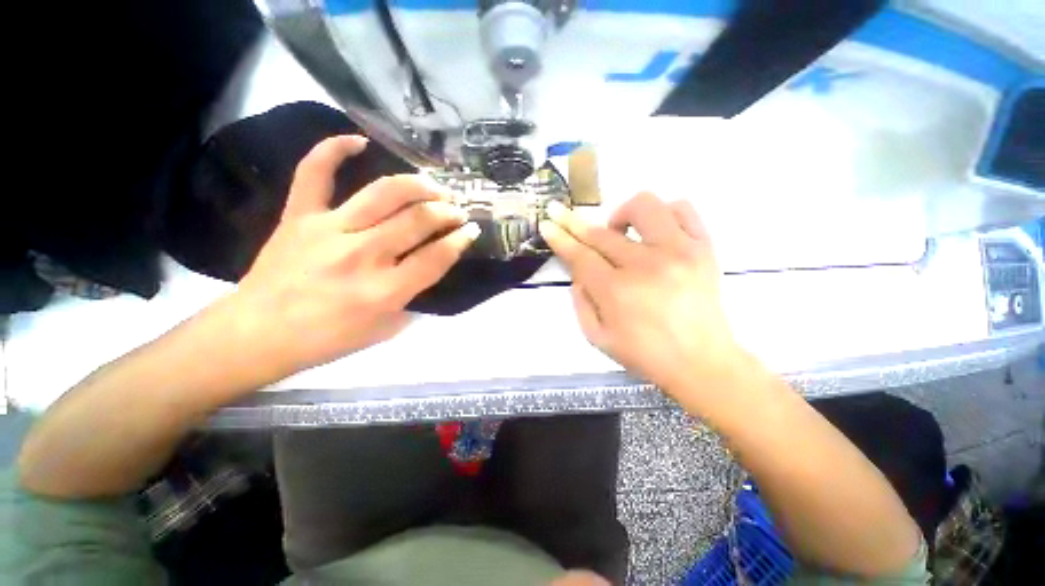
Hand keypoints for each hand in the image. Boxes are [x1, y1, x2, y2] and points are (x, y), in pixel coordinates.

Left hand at [227, 135, 479, 379]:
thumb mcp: (384, 330)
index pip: (437, 257)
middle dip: (447, 212)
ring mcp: (329, 230)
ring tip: (433, 185)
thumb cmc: (327, 339)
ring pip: (384, 193)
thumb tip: (428, 268)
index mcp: (385, 291)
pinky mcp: (299, 216)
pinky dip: (334, 149)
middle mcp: (363, 256)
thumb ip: (412, 298)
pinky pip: (315, 172)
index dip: (461, 240)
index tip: (472, 230)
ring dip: (418, 185)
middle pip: (418, 220)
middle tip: (456, 210)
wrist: (258, 334)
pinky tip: (358, 141)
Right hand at [539, 193, 743, 399]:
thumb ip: (580, 301)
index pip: (580, 256)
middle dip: (574, 222)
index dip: (560, 237)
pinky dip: (662, 213)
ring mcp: (679, 252)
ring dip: (621, 215)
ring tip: (620, 233)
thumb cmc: (645, 355)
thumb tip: (578, 271)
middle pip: (602, 233)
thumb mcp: (597, 338)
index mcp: (617, 292)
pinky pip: (682, 209)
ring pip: (644, 206)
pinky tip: (654, 231)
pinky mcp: (704, 248)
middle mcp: (647, 266)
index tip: (547, 222)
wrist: (702, 363)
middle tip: (563, 215)